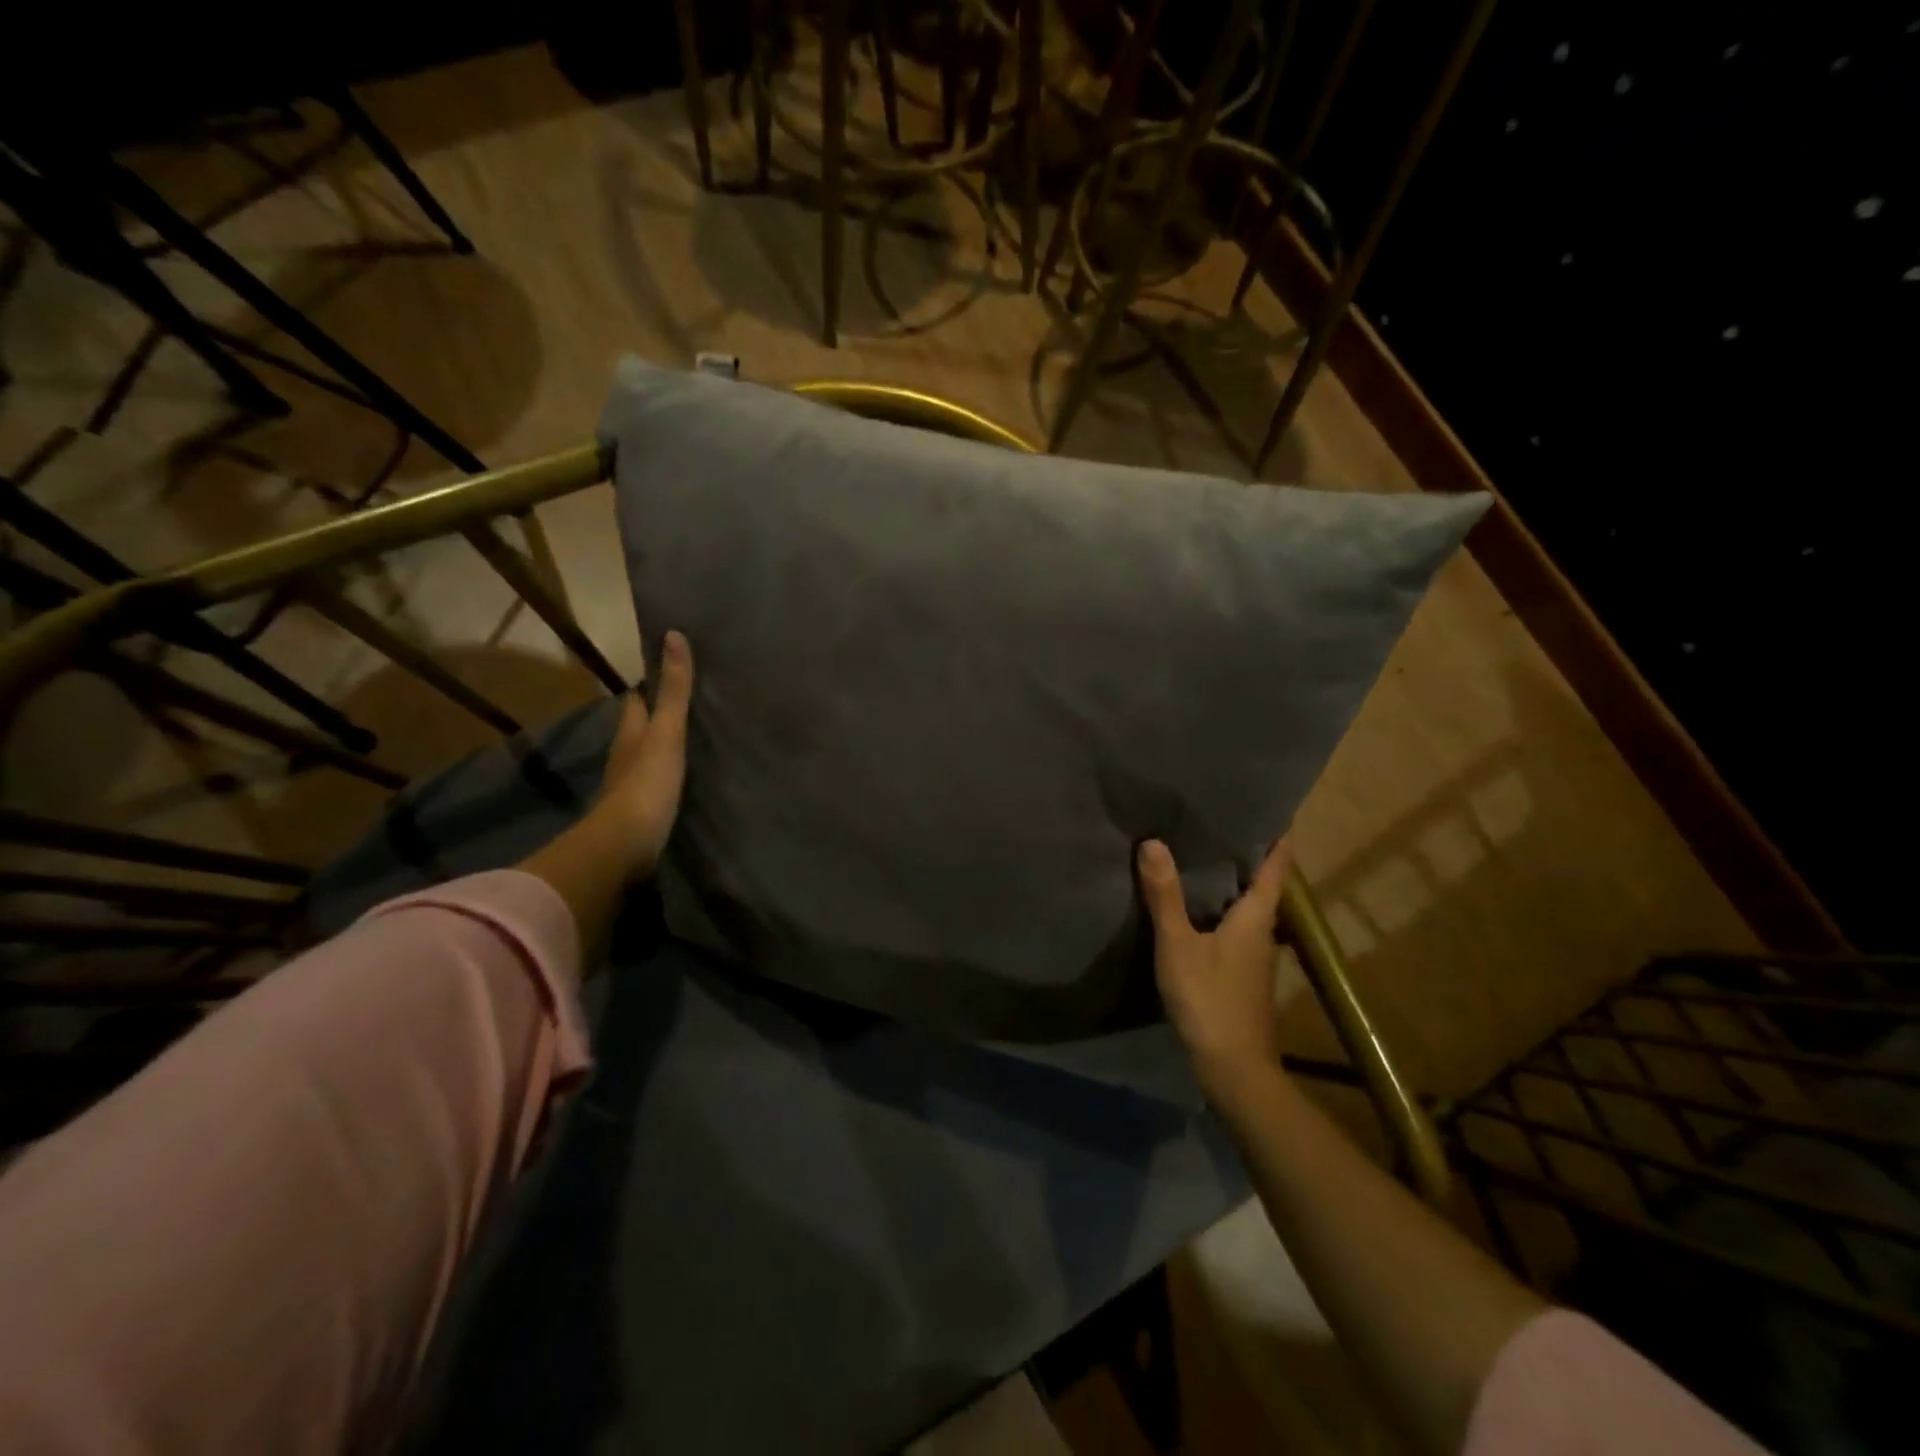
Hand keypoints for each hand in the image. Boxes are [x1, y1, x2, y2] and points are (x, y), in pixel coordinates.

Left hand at [592, 629, 694, 880]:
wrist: (625, 846)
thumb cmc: (646, 783)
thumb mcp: (666, 731)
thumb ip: (674, 691)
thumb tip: (673, 635)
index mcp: (630, 732)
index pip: (636, 700)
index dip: (649, 685)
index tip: (669, 672)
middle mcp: (626, 755)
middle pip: (640, 727)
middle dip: (658, 716)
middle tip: (690, 705)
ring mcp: (631, 786)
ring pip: (648, 756)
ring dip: (663, 747)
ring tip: (694, 739)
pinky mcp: (641, 812)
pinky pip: (656, 784)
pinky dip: (668, 775)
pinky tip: (687, 778)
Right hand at [1137, 836, 1293, 1107]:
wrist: (1233, 1067)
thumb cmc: (1210, 999)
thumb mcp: (1179, 945)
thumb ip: (1165, 895)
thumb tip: (1153, 842)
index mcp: (1256, 916)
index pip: (1276, 866)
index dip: (1278, 836)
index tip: (1273, 807)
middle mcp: (1262, 929)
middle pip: (1262, 882)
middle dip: (1247, 851)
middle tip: (1221, 817)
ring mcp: (1254, 953)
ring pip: (1247, 903)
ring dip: (1232, 878)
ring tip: (1202, 850)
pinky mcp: (1241, 970)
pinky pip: (1233, 922)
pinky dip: (1220, 903)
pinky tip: (1194, 901)